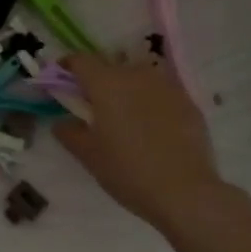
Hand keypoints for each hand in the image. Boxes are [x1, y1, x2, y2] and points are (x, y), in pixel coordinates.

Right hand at [53, 53, 232, 232]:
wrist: (185, 191)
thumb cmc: (127, 171)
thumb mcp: (88, 155)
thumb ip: (69, 133)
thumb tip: (62, 122)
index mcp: (106, 84)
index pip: (81, 60)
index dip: (68, 65)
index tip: (62, 78)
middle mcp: (136, 75)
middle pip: (111, 67)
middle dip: (98, 80)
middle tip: (93, 106)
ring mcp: (166, 86)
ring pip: (139, 77)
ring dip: (126, 88)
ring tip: (125, 115)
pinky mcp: (188, 101)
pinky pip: (161, 92)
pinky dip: (150, 101)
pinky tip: (151, 128)